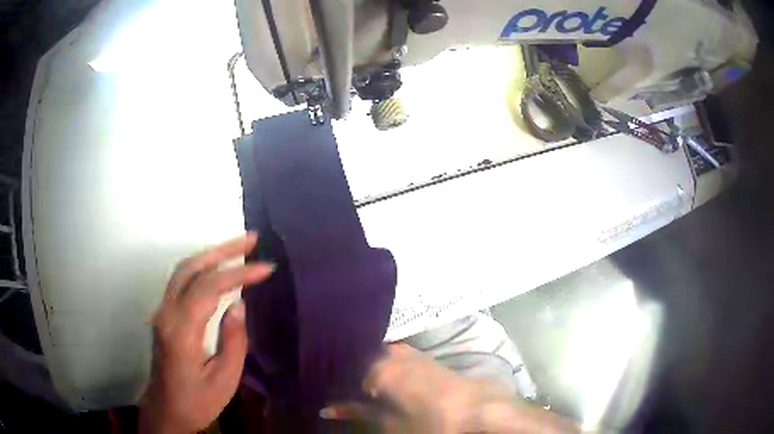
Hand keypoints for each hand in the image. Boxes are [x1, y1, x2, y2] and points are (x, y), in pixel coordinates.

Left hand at [139, 233, 274, 433]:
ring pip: (183, 270)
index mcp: (181, 331)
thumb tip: (239, 305)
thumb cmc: (197, 401)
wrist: (166, 411)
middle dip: (223, 250)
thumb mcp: (224, 380)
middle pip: (190, 268)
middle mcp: (166, 313)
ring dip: (211, 254)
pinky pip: (182, 281)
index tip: (266, 268)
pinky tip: (219, 269)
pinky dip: (203, 268)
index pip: (208, 288)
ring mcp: (162, 311)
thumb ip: (233, 341)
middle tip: (252, 240)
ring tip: (239, 247)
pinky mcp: (164, 314)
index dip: (238, 274)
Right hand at [323, 344, 577, 432]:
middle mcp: (390, 351)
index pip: (342, 366)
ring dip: (363, 370)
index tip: (321, 387)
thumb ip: (357, 412)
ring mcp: (409, 352)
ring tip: (355, 387)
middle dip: (345, 373)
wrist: (478, 408)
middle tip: (336, 389)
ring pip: (374, 357)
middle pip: (358, 358)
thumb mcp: (389, 422)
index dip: (331, 378)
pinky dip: (381, 368)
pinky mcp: (423, 357)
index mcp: (377, 366)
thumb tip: (327, 409)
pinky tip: (379, 382)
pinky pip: (391, 357)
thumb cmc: (431, 420)